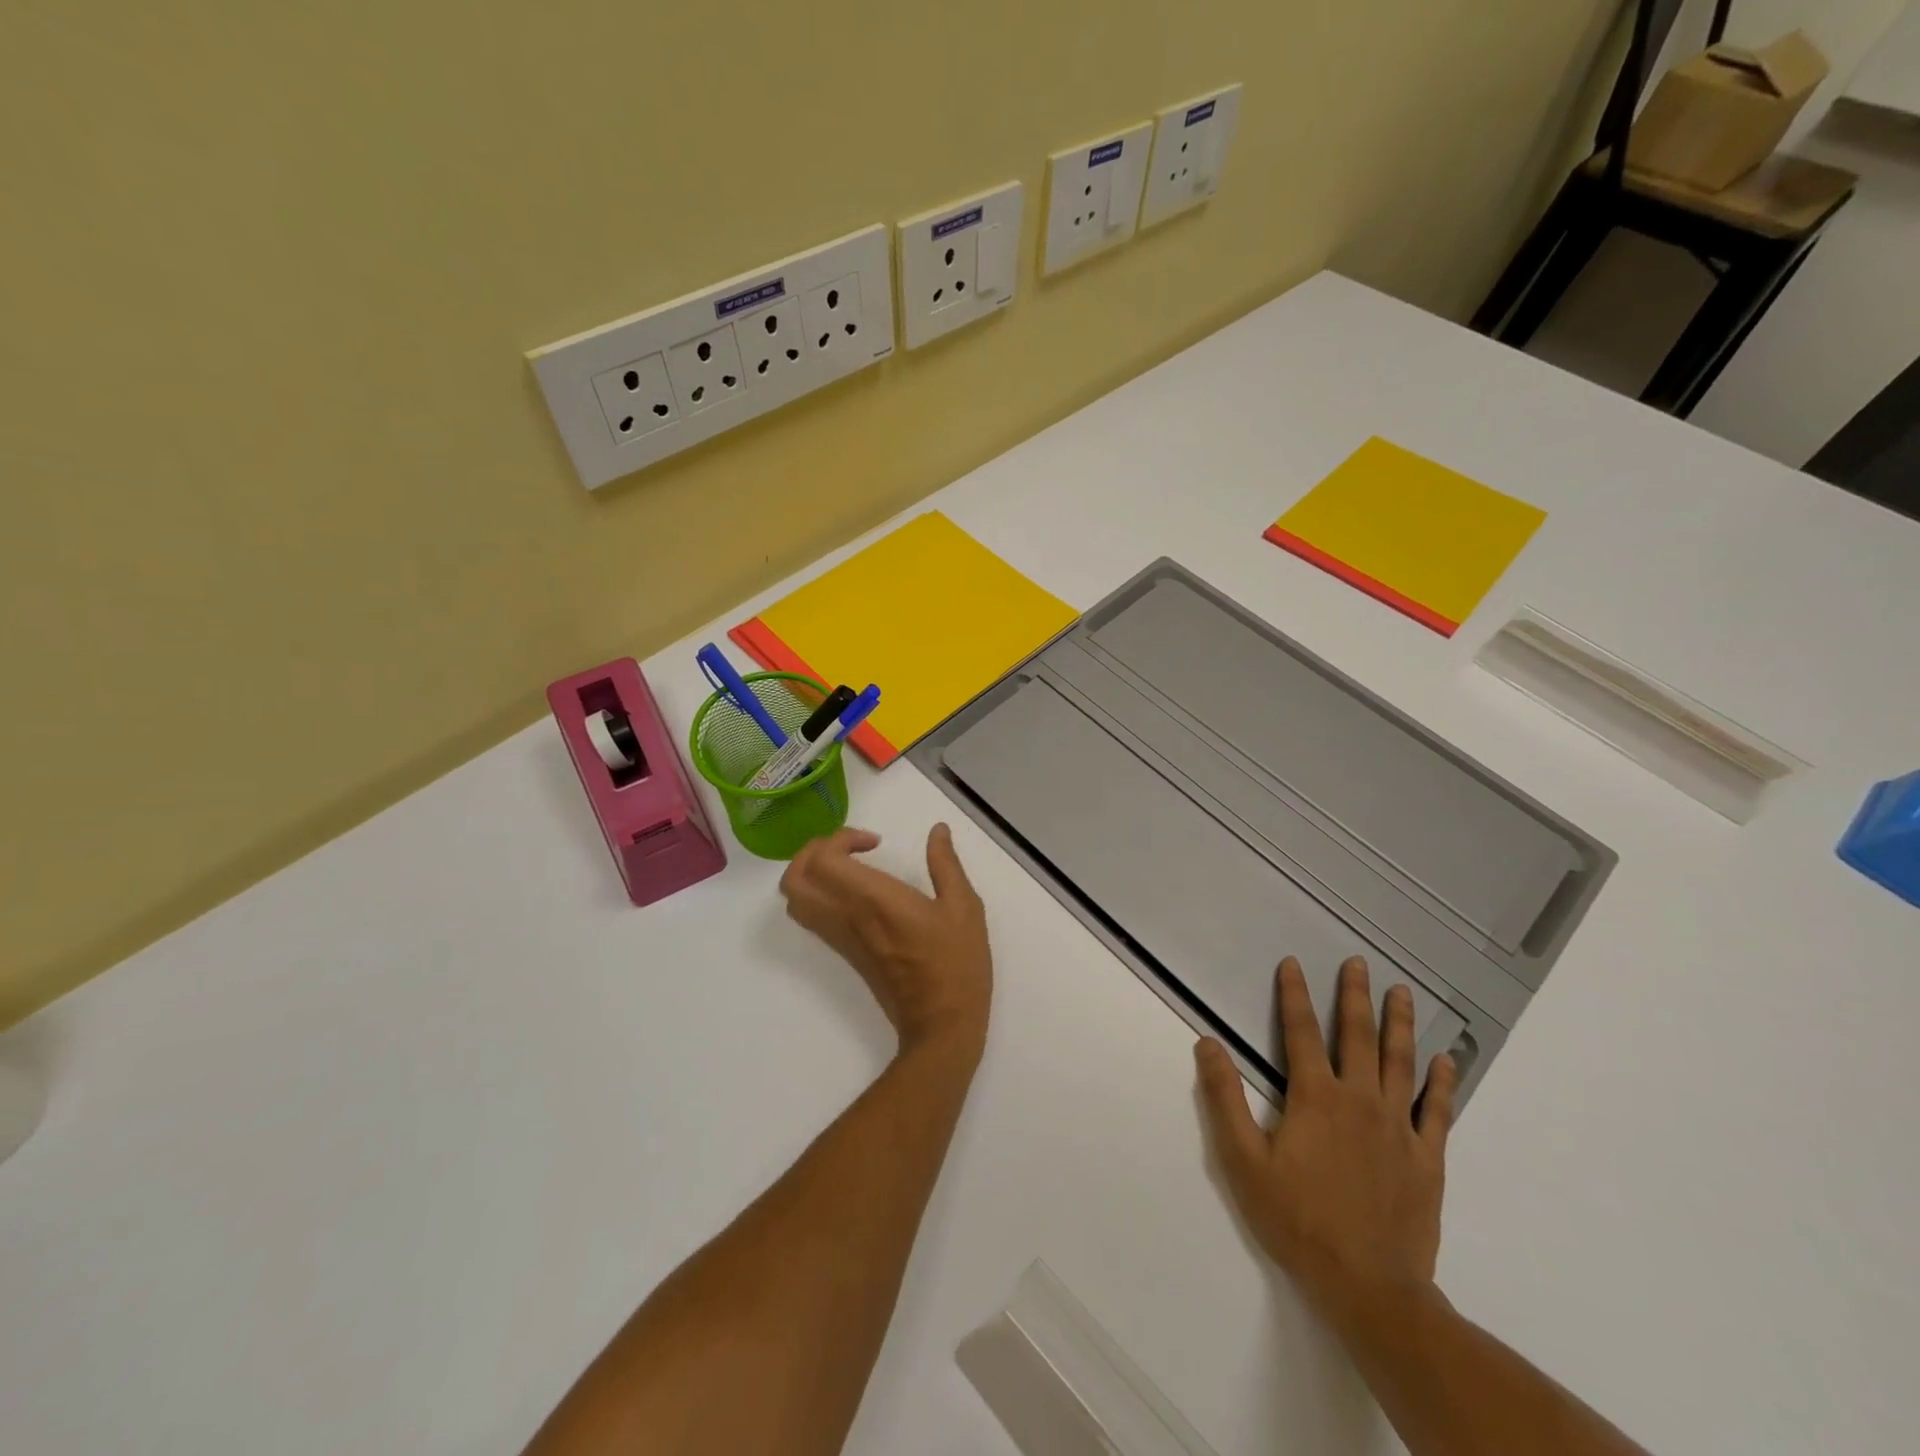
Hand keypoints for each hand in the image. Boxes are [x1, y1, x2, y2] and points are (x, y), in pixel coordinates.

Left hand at [779, 824, 991, 1060]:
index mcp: (873, 899)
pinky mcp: (845, 953)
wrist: (941, 1025)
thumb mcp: (964, 907)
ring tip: (849, 867)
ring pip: (796, 900)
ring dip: (811, 873)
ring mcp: (841, 938)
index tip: (875, 842)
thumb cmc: (956, 964)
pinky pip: (812, 918)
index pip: (823, 859)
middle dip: (814, 851)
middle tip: (851, 849)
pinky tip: (855, 892)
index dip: (839, 838)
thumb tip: (937, 831)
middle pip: (795, 878)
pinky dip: (818, 894)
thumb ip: (946, 864)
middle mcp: (846, 916)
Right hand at [1195, 956, 1457, 1331]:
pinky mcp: (1426, 1157)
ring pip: (1401, 1062)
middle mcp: (1359, 1100)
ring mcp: (1398, 1128)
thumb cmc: (1299, 1221)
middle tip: (1360, 962)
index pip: (1301, 1032)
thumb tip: (1207, 1044)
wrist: (1371, 1288)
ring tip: (1402, 991)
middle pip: (1358, 1036)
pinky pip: (1437, 1110)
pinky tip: (1447, 1060)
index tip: (1293, 963)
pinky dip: (1442, 1082)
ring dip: (1400, 1023)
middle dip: (1356, 995)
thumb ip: (1224, 1099)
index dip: (1294, 995)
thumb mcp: (1244, 1161)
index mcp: (1315, 1097)